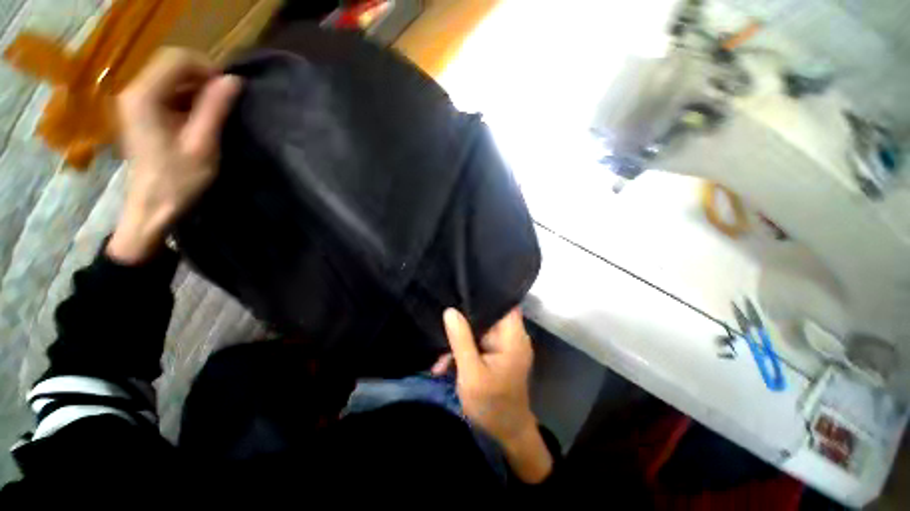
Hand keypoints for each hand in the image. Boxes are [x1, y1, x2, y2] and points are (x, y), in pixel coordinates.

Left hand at [107, 48, 241, 263]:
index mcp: (144, 96)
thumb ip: (215, 109)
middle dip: (203, 78)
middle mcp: (133, 91)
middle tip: (225, 103)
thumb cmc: (178, 180)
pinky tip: (199, 119)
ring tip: (215, 114)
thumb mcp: (202, 145)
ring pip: (170, 77)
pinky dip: (187, 99)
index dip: (207, 69)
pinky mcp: (140, 112)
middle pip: (172, 64)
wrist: (152, 207)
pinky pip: (166, 91)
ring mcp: (134, 101)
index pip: (177, 59)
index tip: (229, 92)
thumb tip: (234, 80)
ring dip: (197, 90)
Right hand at [436, 308, 552, 482]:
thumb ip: (461, 340)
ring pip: (479, 331)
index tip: (462, 290)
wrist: (505, 435)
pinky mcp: (496, 355)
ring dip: (459, 342)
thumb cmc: (492, 405)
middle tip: (442, 326)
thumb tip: (450, 311)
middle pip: (487, 317)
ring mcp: (504, 347)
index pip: (503, 303)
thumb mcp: (471, 373)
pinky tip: (446, 364)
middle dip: (463, 322)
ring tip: (441, 359)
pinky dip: (463, 352)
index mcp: (512, 337)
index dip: (486, 294)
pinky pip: (478, 344)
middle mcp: (511, 337)